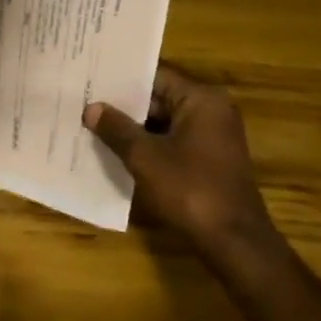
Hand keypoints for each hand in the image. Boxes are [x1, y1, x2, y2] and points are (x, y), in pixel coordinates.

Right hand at [84, 66, 277, 252]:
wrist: (235, 244)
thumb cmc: (190, 190)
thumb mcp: (145, 157)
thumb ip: (116, 129)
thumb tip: (91, 108)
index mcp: (201, 100)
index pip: (155, 76)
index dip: (121, 79)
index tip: (90, 78)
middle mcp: (212, 111)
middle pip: (160, 99)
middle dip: (125, 106)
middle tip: (86, 102)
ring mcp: (214, 138)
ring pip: (165, 123)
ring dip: (135, 128)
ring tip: (94, 125)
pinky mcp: (211, 161)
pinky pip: (174, 142)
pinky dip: (150, 146)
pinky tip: (119, 151)